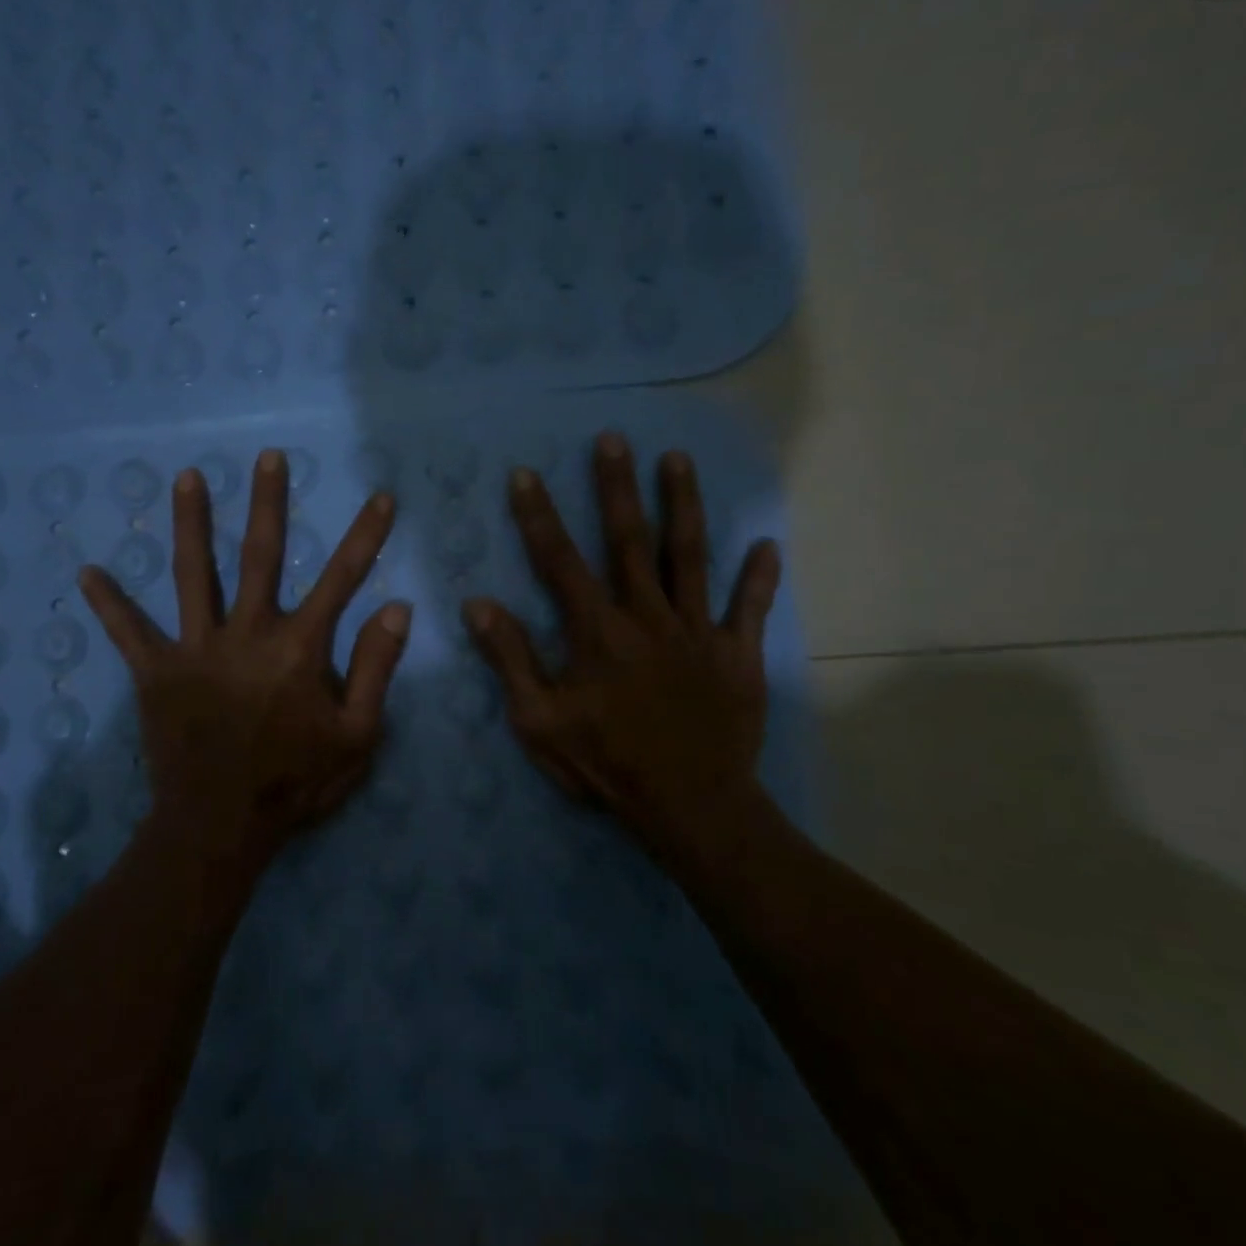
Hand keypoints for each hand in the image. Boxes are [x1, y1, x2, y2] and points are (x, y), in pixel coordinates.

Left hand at [80, 448, 413, 873]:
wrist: (220, 827)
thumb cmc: (295, 783)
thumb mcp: (356, 736)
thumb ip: (375, 669)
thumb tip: (397, 608)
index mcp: (299, 648)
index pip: (342, 578)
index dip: (365, 536)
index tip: (381, 497)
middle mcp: (247, 634)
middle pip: (260, 556)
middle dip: (268, 503)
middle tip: (268, 457)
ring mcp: (197, 649)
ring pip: (193, 575)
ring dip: (191, 524)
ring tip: (186, 477)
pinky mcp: (156, 673)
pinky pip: (130, 634)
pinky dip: (109, 605)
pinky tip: (86, 573)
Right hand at [461, 431, 781, 870]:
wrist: (691, 806)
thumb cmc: (607, 764)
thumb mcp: (539, 721)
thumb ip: (510, 659)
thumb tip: (478, 604)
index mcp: (597, 631)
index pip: (560, 561)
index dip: (540, 516)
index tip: (526, 475)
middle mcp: (648, 616)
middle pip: (630, 540)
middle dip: (617, 487)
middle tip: (614, 439)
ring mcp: (698, 631)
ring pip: (691, 556)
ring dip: (683, 505)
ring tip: (678, 460)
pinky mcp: (737, 654)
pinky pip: (749, 608)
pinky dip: (759, 577)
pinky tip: (766, 544)